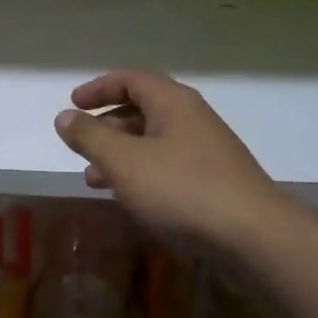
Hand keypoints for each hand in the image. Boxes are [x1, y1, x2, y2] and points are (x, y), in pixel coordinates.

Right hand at [54, 72, 287, 262]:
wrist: (254, 237)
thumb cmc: (182, 189)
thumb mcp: (124, 161)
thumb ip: (90, 137)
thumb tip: (64, 116)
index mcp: (173, 103)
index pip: (130, 79)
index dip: (98, 88)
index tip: (72, 104)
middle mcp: (192, 119)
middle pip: (142, 109)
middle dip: (107, 126)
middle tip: (80, 145)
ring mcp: (206, 152)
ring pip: (153, 143)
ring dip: (120, 155)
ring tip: (93, 179)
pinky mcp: (213, 183)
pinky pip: (168, 168)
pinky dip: (141, 175)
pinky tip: (129, 200)